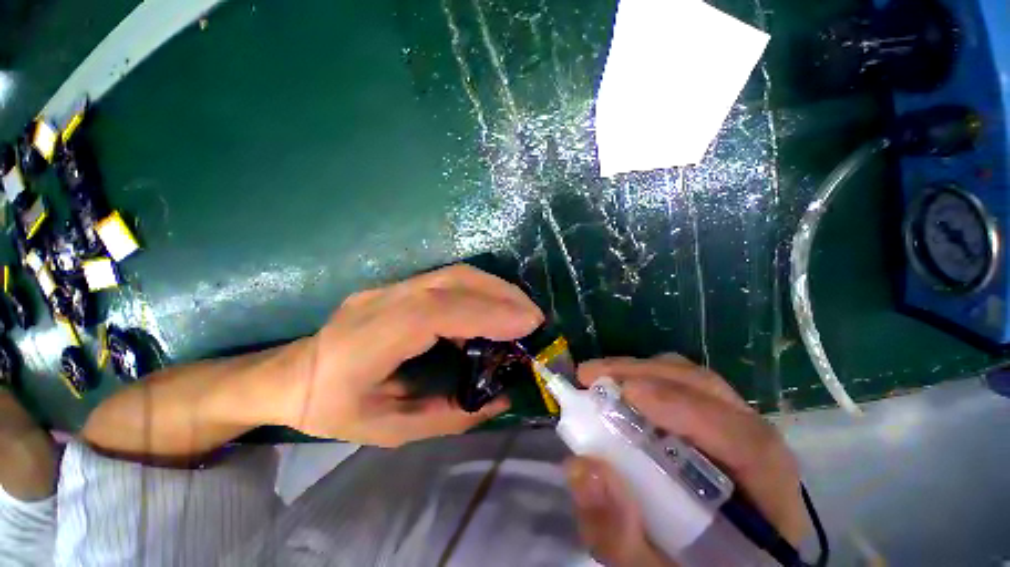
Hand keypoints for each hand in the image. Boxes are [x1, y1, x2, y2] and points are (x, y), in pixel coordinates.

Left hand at [277, 265, 543, 446]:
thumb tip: (501, 397)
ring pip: (453, 274)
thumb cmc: (332, 409)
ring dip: (494, 288)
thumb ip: (449, 416)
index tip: (526, 325)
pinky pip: (448, 280)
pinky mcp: (398, 285)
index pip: (434, 312)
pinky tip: (493, 309)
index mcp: (368, 341)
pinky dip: (480, 290)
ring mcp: (388, 287)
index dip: (484, 313)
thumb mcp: (389, 431)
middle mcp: (380, 302)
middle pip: (450, 281)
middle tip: (534, 317)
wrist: (291, 374)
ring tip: (521, 311)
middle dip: (501, 294)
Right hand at [563, 355, 806, 565]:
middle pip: (712, 394)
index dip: (689, 411)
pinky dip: (644, 378)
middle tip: (592, 376)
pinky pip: (679, 387)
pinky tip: (615, 388)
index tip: (626, 394)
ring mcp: (732, 430)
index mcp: (767, 500)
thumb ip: (621, 538)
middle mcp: (757, 452)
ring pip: (693, 382)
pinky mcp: (708, 423)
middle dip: (647, 376)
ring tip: (598, 376)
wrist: (702, 561)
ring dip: (642, 371)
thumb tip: (581, 467)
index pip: (748, 443)